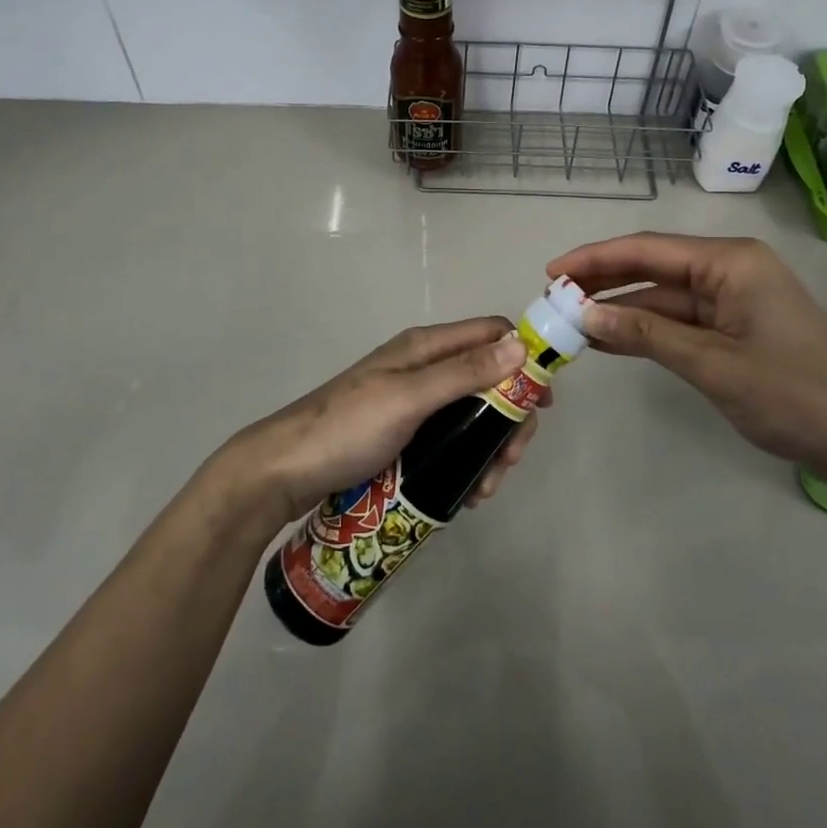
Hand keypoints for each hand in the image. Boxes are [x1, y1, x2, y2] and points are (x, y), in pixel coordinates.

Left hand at [228, 318, 546, 525]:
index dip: (523, 358)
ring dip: (490, 448)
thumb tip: (520, 344)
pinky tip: (467, 493)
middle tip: (511, 460)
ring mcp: (414, 403)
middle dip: (508, 418)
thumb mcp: (409, 398)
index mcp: (425, 347)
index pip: (490, 334)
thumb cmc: (347, 428)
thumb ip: (463, 372)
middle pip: (488, 380)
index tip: (542, 402)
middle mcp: (424, 368)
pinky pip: (450, 441)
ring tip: (486, 489)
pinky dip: (466, 462)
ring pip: (472, 416)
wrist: (284, 471)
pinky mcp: (405, 436)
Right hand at [546, 233, 826, 472]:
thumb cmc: (793, 393)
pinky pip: (679, 319)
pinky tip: (609, 337)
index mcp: (731, 262)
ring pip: (663, 295)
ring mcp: (733, 298)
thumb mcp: (713, 364)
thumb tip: (585, 315)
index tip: (552, 272)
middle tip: (553, 297)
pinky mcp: (734, 326)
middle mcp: (730, 269)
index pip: (648, 249)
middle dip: (604, 281)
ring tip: (571, 320)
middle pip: (653, 267)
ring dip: (621, 307)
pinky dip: (645, 328)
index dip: (596, 259)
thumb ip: (647, 334)